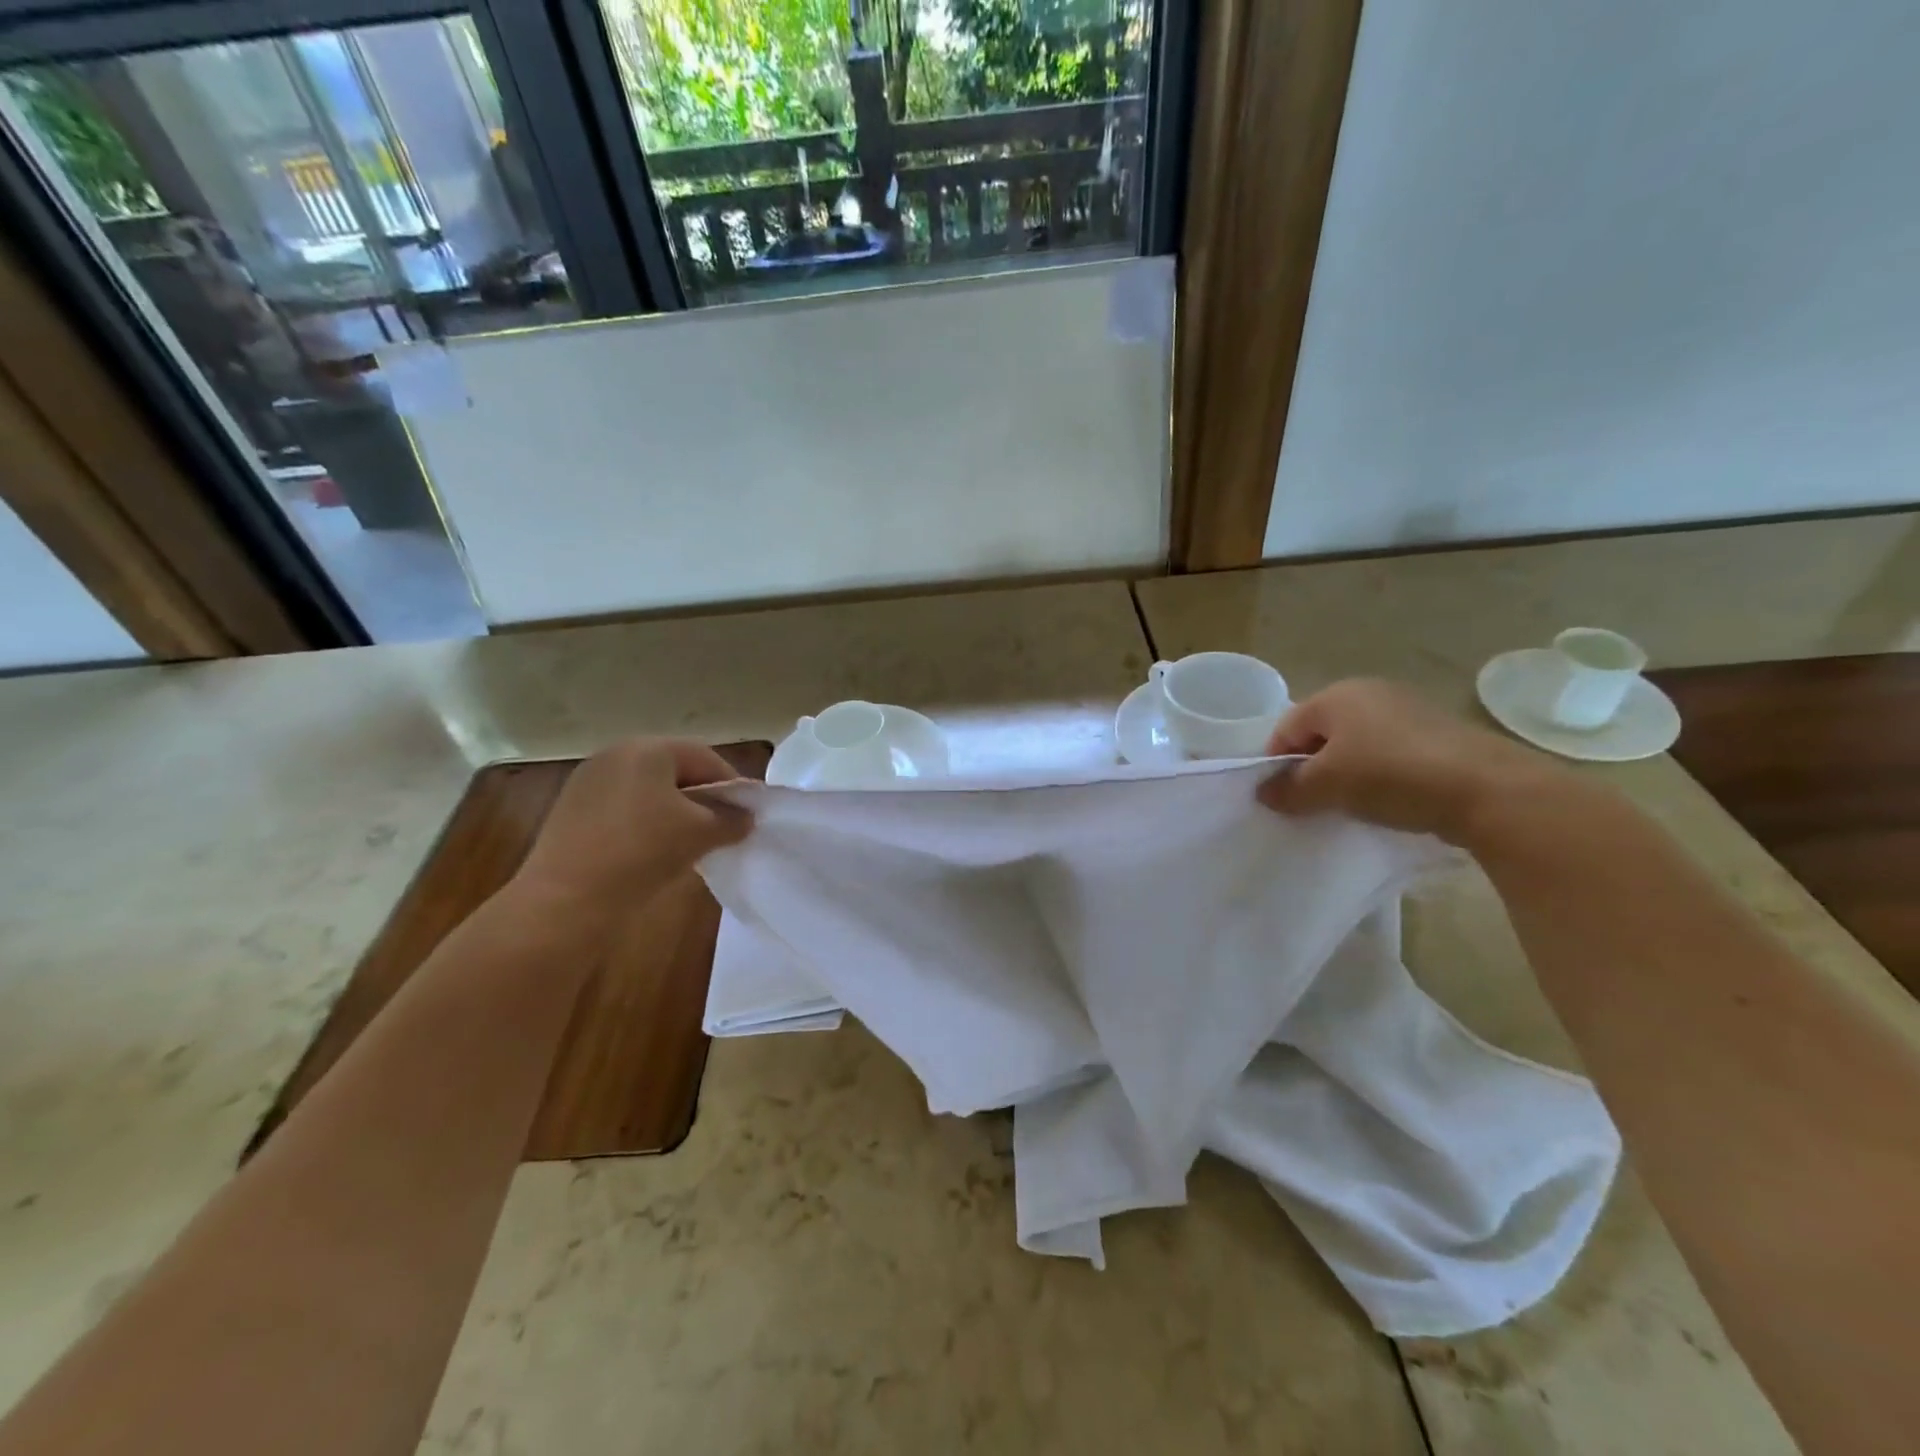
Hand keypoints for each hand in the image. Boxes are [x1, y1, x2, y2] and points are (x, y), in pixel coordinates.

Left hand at [512, 738, 750, 915]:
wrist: (565, 900)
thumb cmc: (642, 851)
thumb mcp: (701, 834)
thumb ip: (731, 819)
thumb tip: (745, 817)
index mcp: (647, 749)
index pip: (705, 757)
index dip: (732, 784)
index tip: (747, 814)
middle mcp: (615, 754)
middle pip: (675, 770)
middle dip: (703, 796)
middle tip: (721, 827)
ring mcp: (588, 781)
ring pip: (648, 790)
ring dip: (675, 811)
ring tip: (690, 843)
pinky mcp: (571, 810)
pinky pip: (623, 807)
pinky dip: (645, 823)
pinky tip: (652, 852)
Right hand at [1256, 679, 1560, 843]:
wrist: (1488, 790)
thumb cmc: (1391, 776)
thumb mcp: (1327, 786)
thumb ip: (1288, 789)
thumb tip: (1265, 793)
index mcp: (1336, 695)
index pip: (1285, 728)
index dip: (1275, 764)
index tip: (1281, 799)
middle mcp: (1369, 693)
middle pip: (1320, 734)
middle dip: (1311, 769)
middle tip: (1312, 804)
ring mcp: (1407, 710)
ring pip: (1355, 745)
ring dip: (1345, 775)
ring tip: (1350, 806)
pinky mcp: (1437, 734)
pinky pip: (1388, 754)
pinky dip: (1378, 776)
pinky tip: (1387, 801)